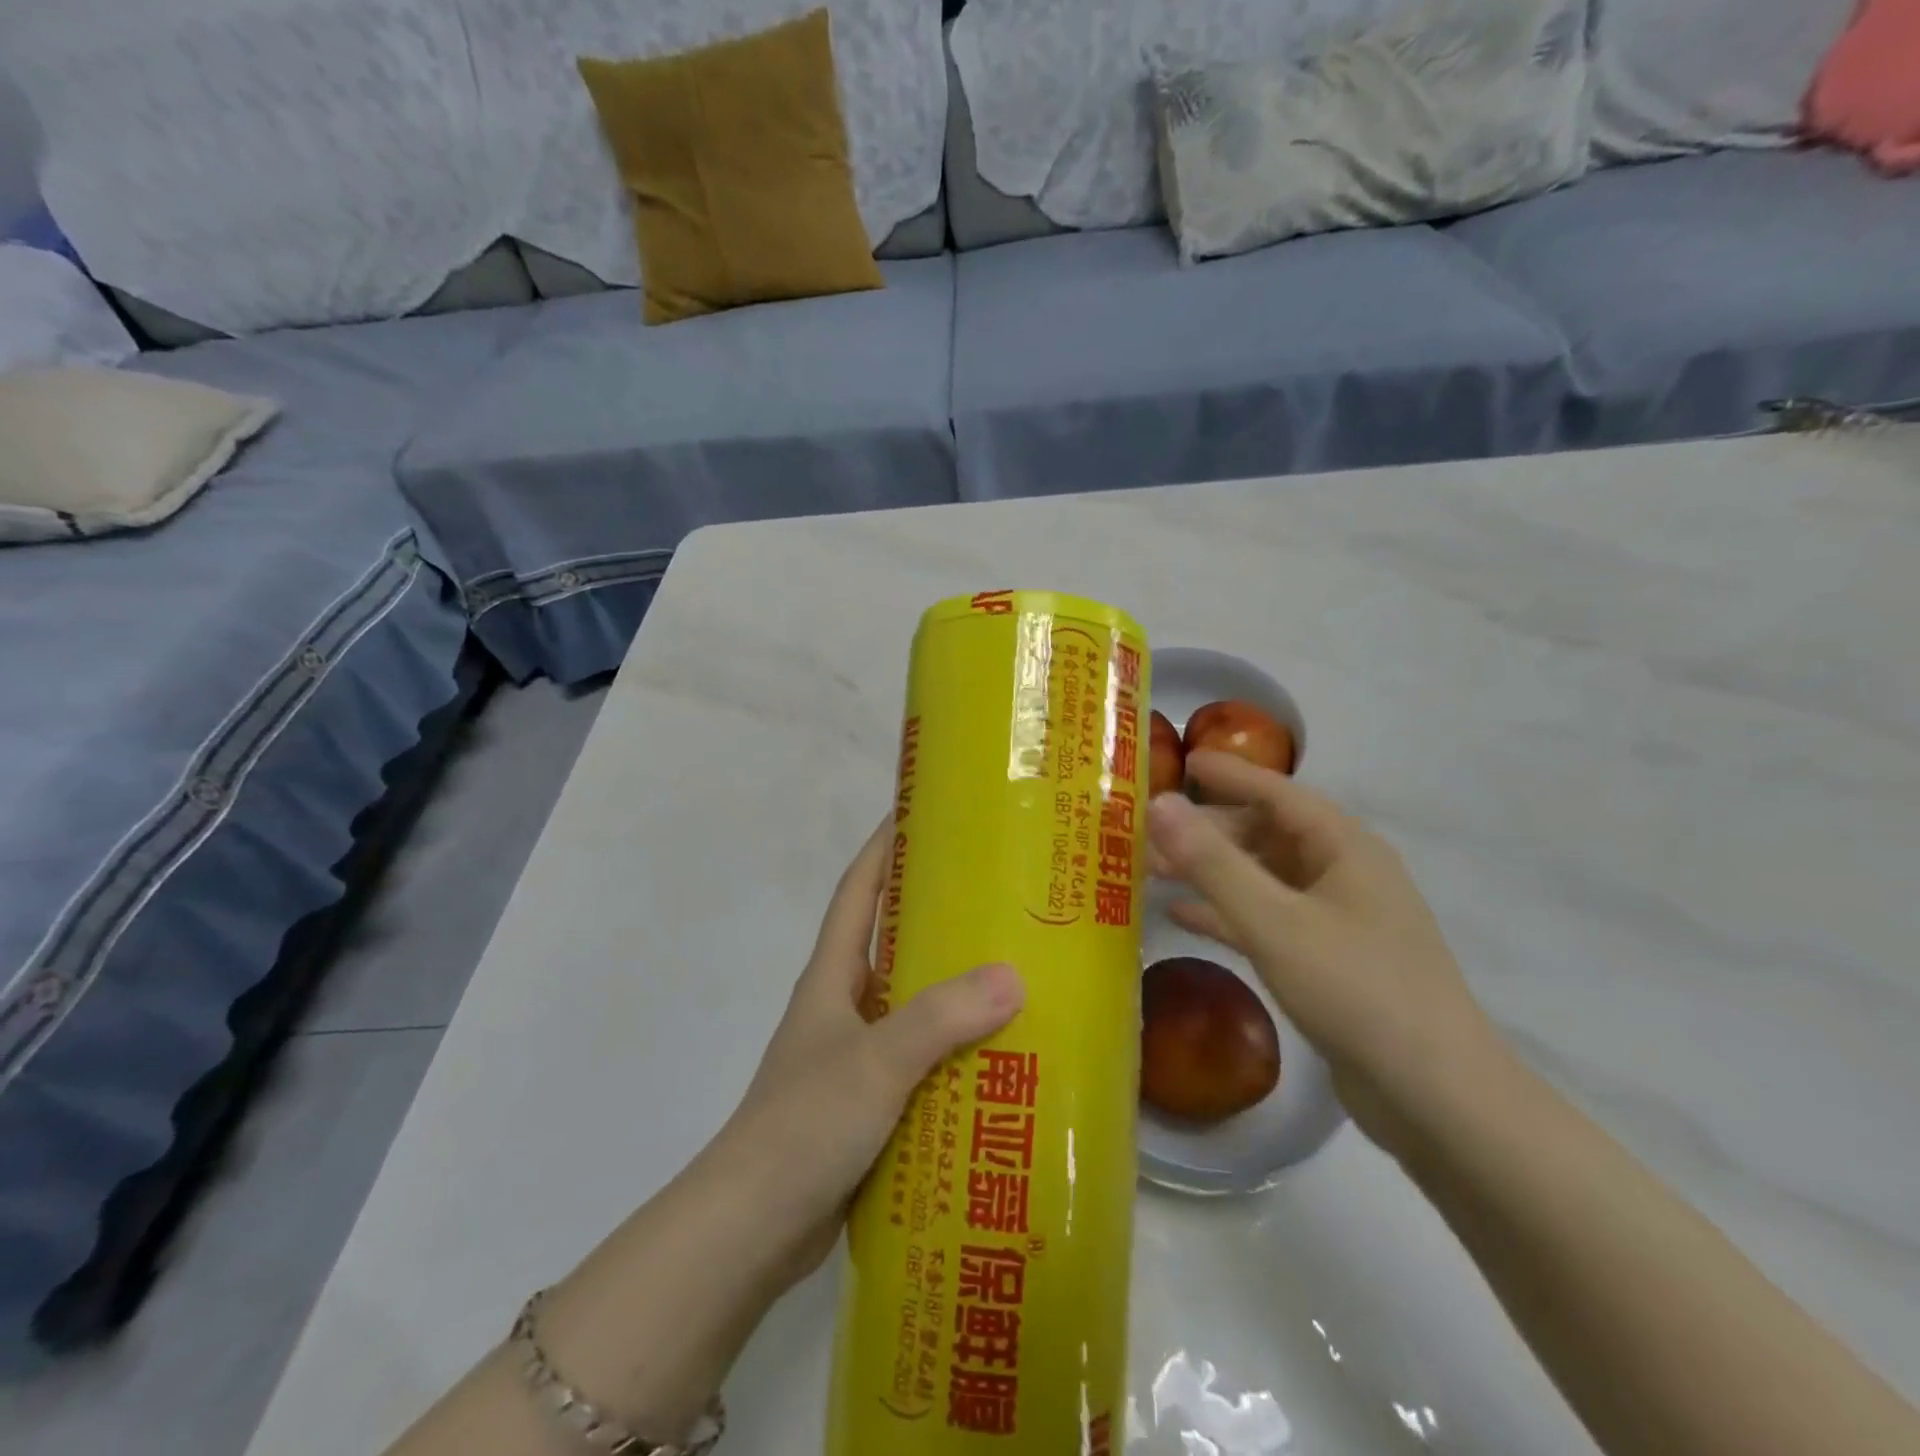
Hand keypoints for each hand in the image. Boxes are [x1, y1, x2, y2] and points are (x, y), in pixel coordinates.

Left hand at [711, 818, 1023, 1293]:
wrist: (752, 1228)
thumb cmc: (804, 1124)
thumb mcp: (876, 1062)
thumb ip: (940, 1018)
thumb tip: (1013, 976)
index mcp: (833, 976)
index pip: (859, 891)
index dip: (884, 847)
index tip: (920, 811)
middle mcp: (843, 1005)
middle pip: (892, 942)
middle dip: (936, 914)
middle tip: (999, 895)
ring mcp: (854, 1055)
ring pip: (912, 1003)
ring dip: (953, 987)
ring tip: (1016, 971)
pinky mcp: (869, 1102)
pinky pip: (920, 1058)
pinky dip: (954, 1050)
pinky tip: (998, 1056)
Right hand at [1146, 752, 1506, 1150]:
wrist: (1435, 1098)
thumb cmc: (1356, 990)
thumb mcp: (1274, 921)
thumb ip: (1212, 862)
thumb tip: (1159, 805)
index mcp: (1344, 847)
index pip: (1277, 792)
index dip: (1228, 774)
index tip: (1181, 760)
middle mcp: (1343, 873)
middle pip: (1265, 834)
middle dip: (1208, 830)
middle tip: (1148, 830)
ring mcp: (1337, 919)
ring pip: (1262, 878)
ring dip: (1211, 872)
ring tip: (1152, 869)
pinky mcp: (1327, 961)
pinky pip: (1266, 920)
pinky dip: (1226, 913)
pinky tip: (1181, 916)